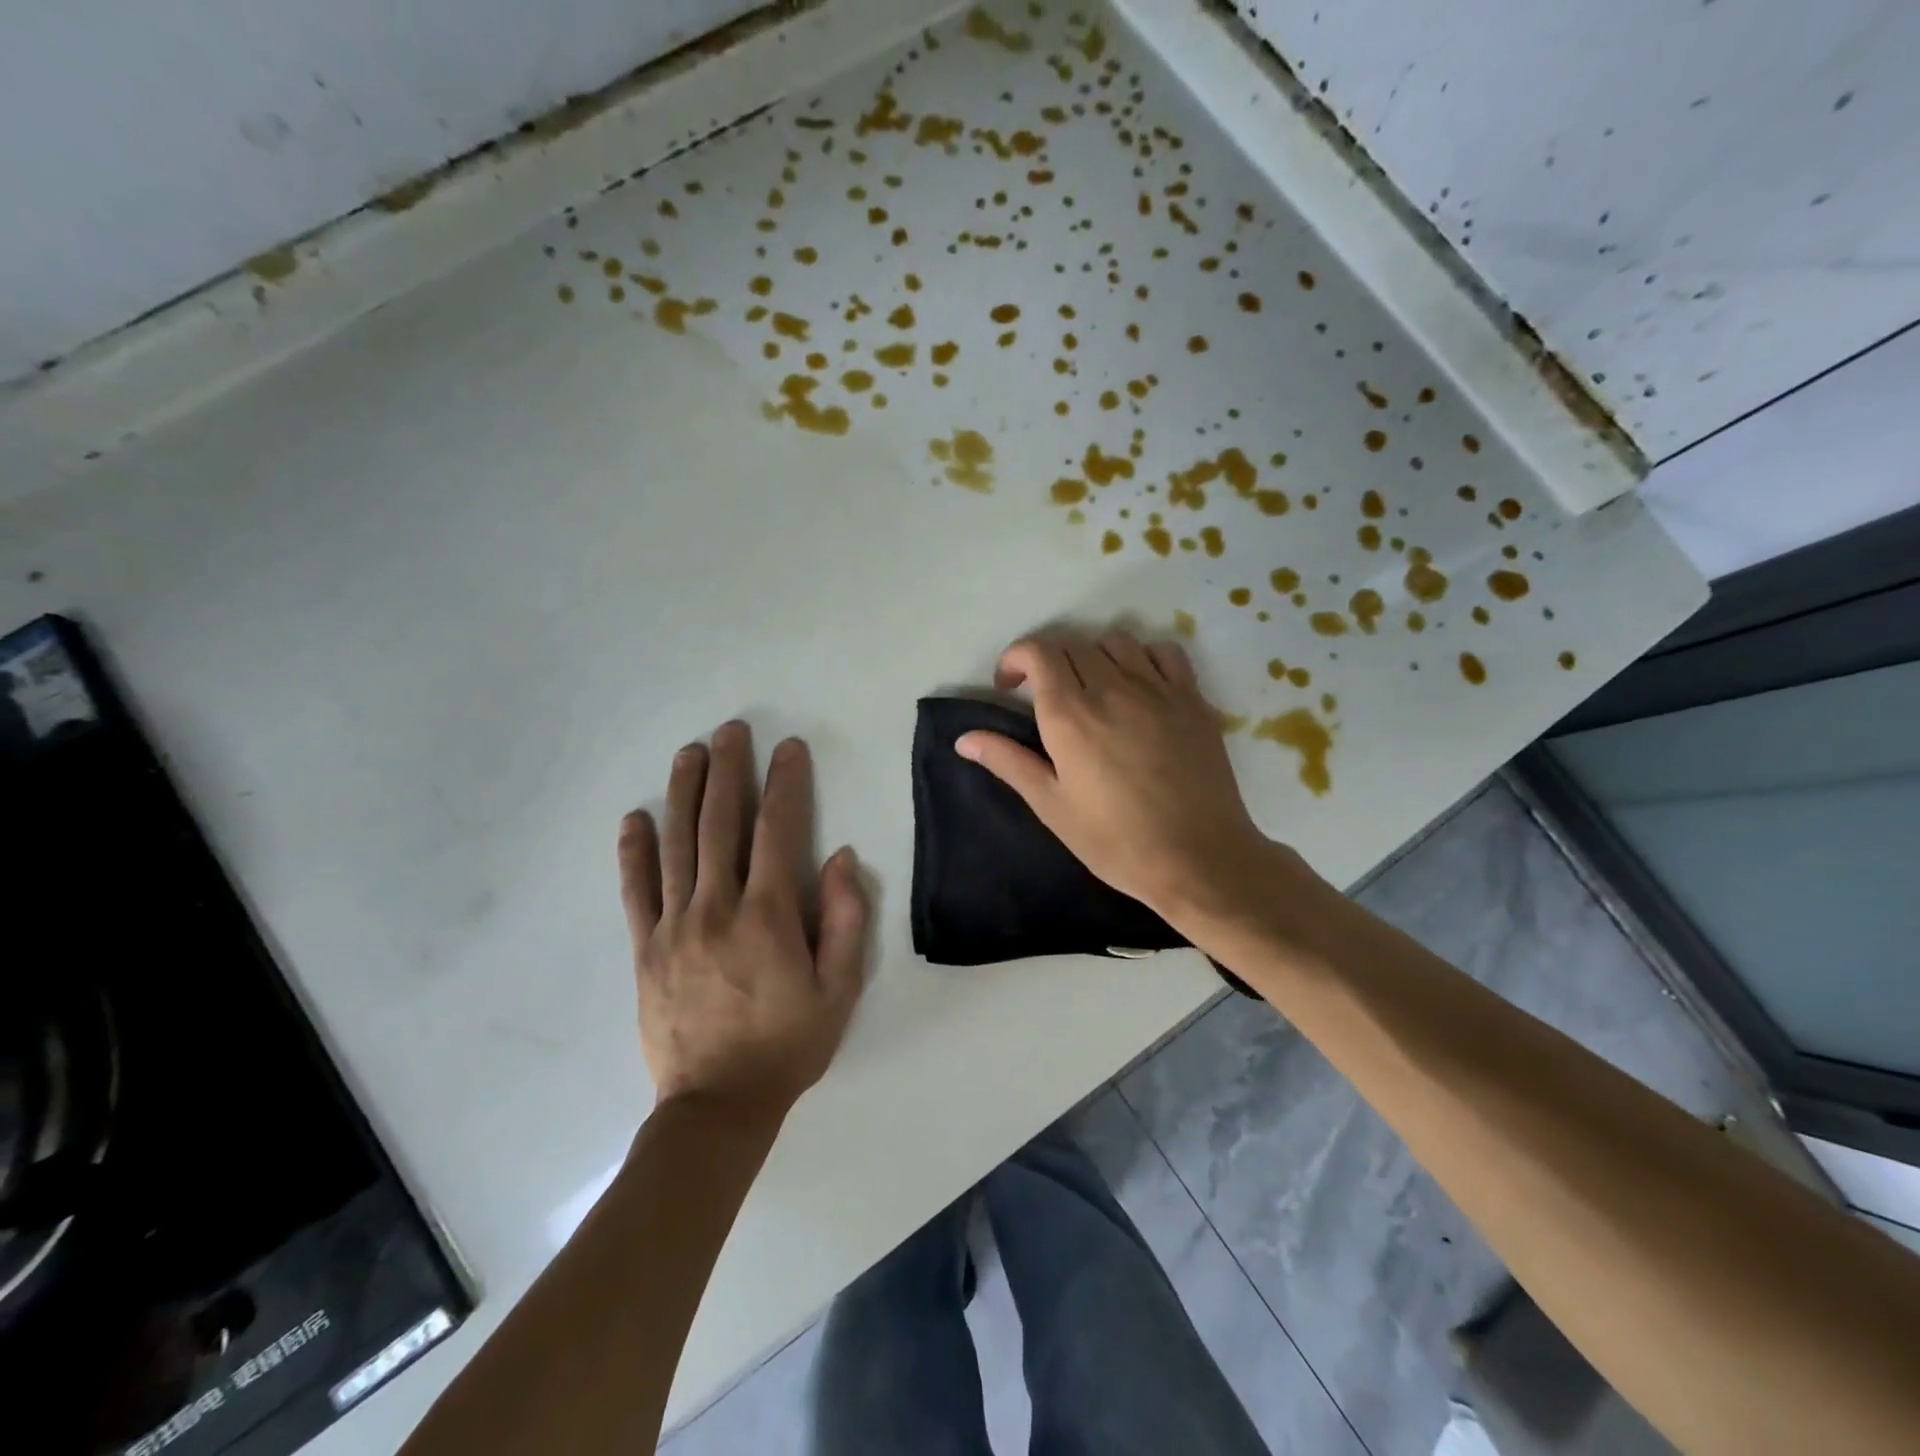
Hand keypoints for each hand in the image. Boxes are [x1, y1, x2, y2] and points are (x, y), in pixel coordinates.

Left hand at [619, 722, 869, 1121]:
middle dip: (729, 771)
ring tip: (690, 752)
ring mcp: (674, 926)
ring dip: (685, 793)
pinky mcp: (645, 948)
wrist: (717, 1106)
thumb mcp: (840, 989)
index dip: (785, 784)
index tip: (788, 748)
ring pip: (678, 844)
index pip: (777, 831)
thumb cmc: (788, 1045)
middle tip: (732, 730)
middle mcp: (717, 907)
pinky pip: (636, 890)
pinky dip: (634, 851)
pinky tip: (636, 818)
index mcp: (768, 916)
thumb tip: (839, 857)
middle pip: (721, 823)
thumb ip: (846, 920)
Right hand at [955, 628, 1288, 928]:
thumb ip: (1008, 762)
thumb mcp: (1051, 805)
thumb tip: (964, 738)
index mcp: (1070, 714)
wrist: (1197, 858)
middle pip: (1072, 644)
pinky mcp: (1192, 698)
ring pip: (1116, 641)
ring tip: (1092, 689)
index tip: (1010, 687)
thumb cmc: (1114, 840)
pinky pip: (1164, 652)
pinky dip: (1143, 657)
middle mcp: (1111, 688)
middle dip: (1049, 660)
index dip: (1016, 658)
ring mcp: (1157, 689)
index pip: (1037, 652)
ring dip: (1093, 655)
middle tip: (1045, 696)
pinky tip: (1139, 686)